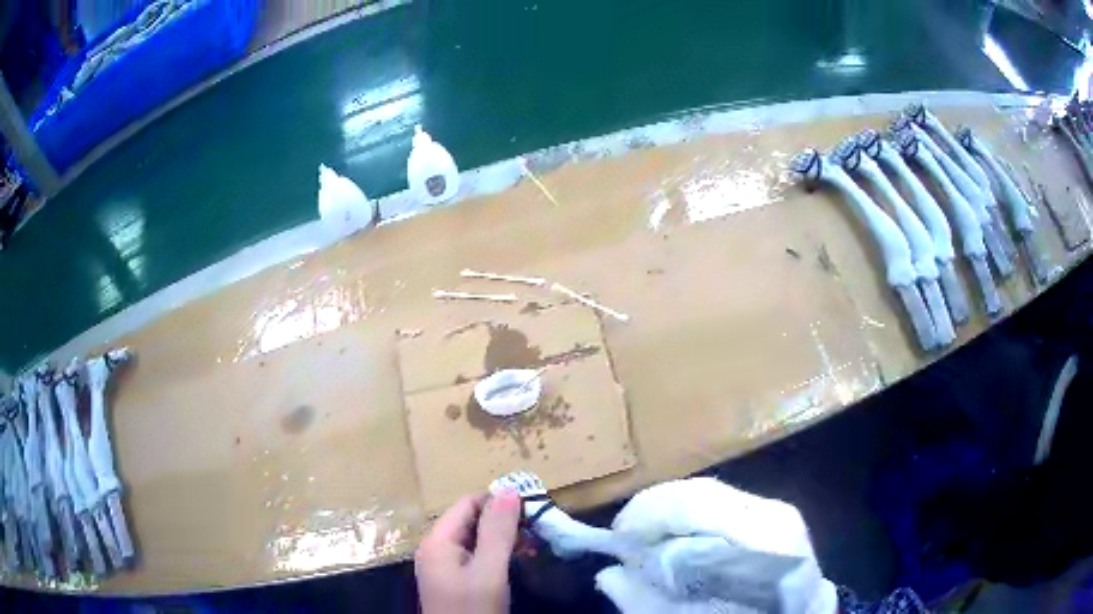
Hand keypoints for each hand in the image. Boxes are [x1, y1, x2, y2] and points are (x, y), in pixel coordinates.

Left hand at [415, 490, 521, 613]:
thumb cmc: (473, 609)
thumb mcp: (489, 572)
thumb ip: (497, 532)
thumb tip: (508, 489)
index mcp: (438, 540)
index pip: (468, 504)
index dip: (498, 502)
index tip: (532, 510)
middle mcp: (437, 548)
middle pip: (471, 521)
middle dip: (504, 522)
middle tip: (536, 531)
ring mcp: (444, 566)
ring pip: (476, 539)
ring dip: (503, 539)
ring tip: (532, 546)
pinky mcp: (454, 580)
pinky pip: (475, 556)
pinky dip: (497, 554)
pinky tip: (517, 561)